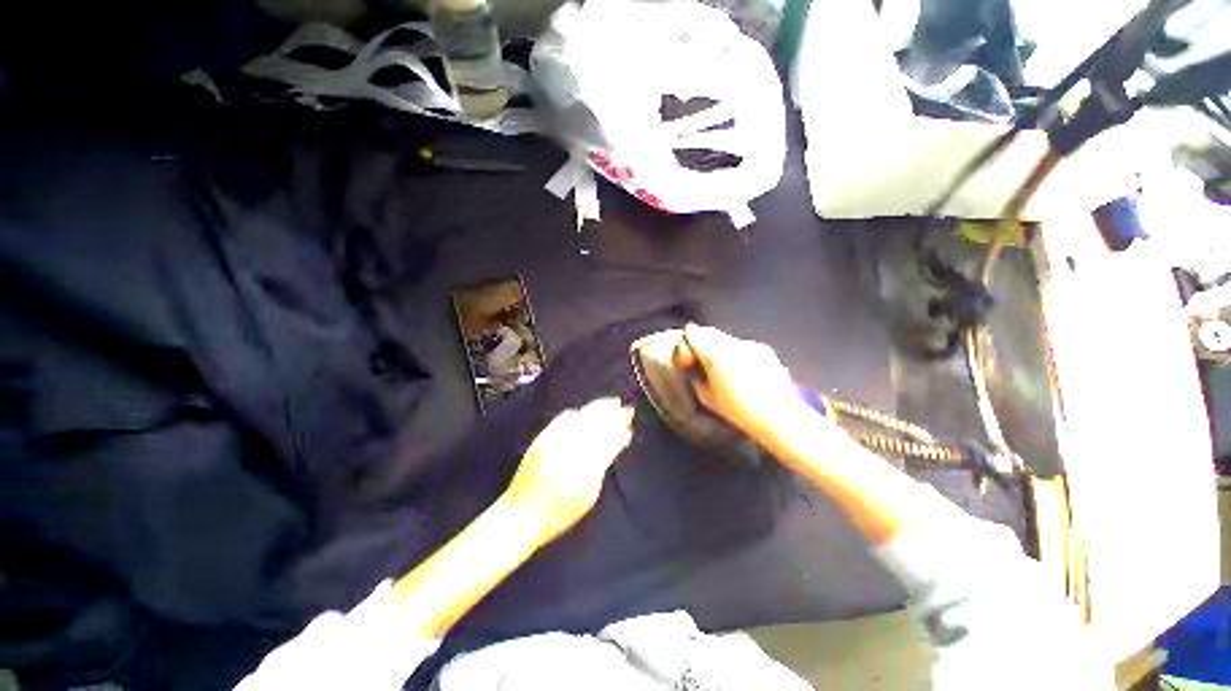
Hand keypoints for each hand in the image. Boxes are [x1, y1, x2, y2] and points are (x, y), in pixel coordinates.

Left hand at [503, 397, 634, 543]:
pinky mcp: (542, 437)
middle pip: (597, 423)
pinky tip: (583, 410)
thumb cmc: (560, 511)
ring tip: (611, 403)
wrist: (521, 513)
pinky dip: (576, 412)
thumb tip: (620, 440)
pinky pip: (563, 417)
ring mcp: (555, 440)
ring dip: (598, 407)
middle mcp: (571, 448)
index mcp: (586, 465)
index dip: (620, 427)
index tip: (630, 420)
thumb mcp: (589, 494)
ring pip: (582, 416)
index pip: (608, 438)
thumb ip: (604, 464)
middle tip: (625, 407)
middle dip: (613, 413)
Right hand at [673, 324, 803, 443]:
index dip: (686, 341)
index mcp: (714, 354)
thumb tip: (693, 370)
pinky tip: (743, 371)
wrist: (779, 416)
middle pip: (710, 332)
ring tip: (721, 367)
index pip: (693, 333)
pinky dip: (737, 353)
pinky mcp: (764, 350)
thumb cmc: (738, 411)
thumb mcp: (707, 398)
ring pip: (727, 338)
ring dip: (719, 347)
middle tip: (699, 358)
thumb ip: (696, 378)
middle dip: (701, 341)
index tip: (686, 354)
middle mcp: (731, 344)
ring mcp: (750, 345)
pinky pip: (743, 346)